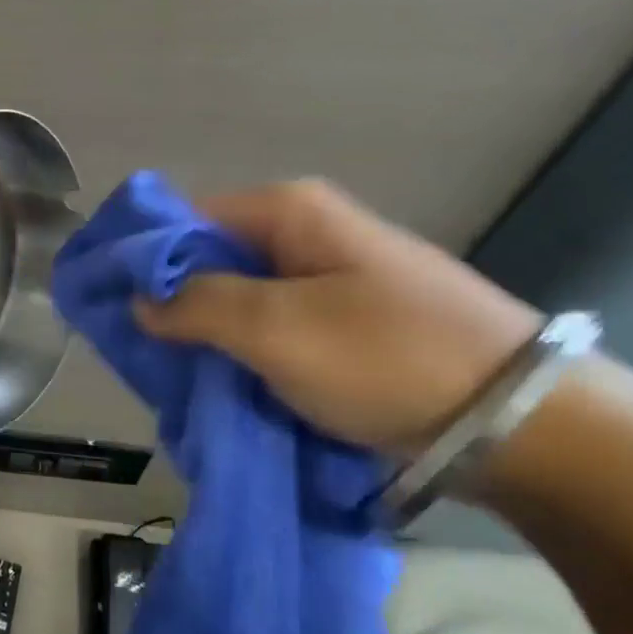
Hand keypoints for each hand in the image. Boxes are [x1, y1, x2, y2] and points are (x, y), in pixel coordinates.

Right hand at [134, 179, 542, 455]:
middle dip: (172, 304)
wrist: (521, 421)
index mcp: (287, 212)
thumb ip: (195, 305)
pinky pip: (271, 325)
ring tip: (180, 377)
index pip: (183, 220)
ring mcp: (328, 275)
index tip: (111, 306)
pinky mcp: (345, 318)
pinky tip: (228, 383)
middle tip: (144, 353)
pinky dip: (243, 351)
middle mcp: (305, 231)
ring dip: (207, 335)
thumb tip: (141, 300)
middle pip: (208, 258)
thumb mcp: (275, 329)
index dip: (142, 260)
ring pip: (237, 297)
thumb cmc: (386, 358)